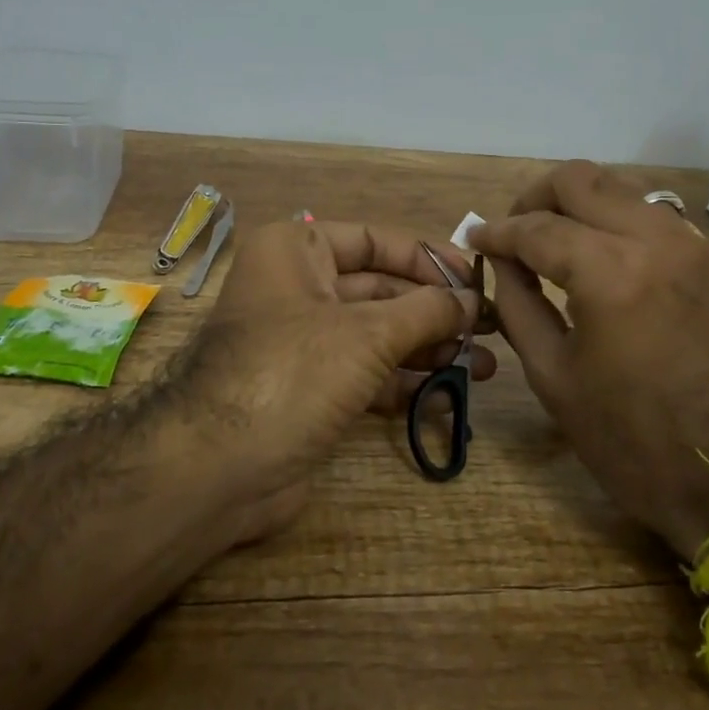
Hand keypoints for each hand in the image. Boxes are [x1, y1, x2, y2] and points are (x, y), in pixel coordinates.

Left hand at [184, 218, 496, 541]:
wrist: (217, 468)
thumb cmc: (291, 373)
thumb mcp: (367, 333)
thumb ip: (427, 311)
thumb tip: (471, 300)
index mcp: (297, 251)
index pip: (375, 240)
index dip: (429, 258)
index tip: (477, 280)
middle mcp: (298, 288)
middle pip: (381, 289)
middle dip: (436, 311)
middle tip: (491, 329)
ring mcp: (303, 342)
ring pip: (378, 334)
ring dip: (429, 348)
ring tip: (487, 365)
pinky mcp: (310, 389)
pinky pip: (367, 374)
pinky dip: (405, 381)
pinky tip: (449, 392)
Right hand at [472, 161, 708, 559]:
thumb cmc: (627, 438)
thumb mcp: (552, 373)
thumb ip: (516, 302)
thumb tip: (501, 260)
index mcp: (609, 273)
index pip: (536, 228)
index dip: (497, 232)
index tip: (475, 238)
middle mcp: (653, 240)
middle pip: (580, 180)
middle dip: (535, 199)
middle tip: (513, 233)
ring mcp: (689, 245)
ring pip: (618, 189)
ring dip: (576, 205)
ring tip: (549, 243)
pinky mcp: (708, 260)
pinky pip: (648, 215)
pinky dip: (611, 221)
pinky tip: (594, 256)